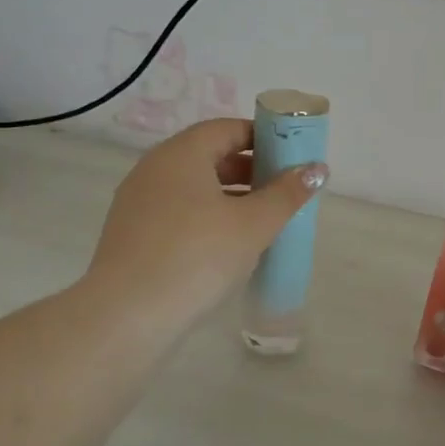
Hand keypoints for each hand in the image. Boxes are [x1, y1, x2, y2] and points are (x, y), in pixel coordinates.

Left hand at [87, 119, 326, 341]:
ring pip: (193, 186)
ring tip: (262, 220)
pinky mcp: (132, 234)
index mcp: (181, 154)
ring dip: (230, 195)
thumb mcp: (253, 224)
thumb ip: (287, 193)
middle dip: (250, 169)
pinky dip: (206, 216)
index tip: (291, 157)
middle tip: (283, 190)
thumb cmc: (197, 256)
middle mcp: (154, 168)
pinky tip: (227, 245)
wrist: (127, 316)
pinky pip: (177, 211)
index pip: (228, 129)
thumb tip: (317, 168)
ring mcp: (138, 202)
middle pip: (209, 155)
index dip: (263, 138)